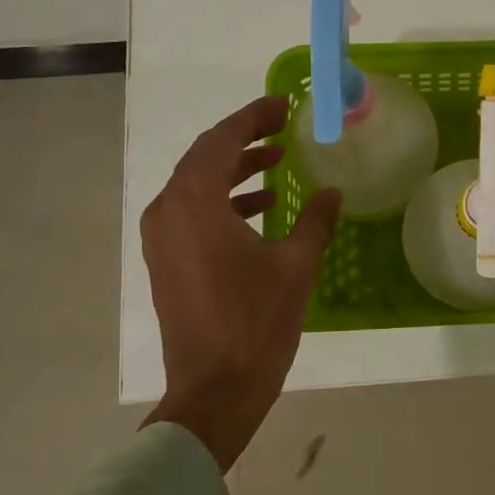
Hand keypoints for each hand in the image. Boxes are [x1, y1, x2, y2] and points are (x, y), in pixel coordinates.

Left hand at [141, 97, 340, 469]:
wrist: (215, 389)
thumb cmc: (255, 322)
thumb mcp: (295, 266)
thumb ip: (314, 221)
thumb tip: (331, 192)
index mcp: (194, 204)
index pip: (220, 141)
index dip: (252, 118)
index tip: (281, 105)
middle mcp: (168, 213)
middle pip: (204, 160)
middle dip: (243, 141)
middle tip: (281, 128)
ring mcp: (163, 240)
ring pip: (197, 188)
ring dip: (235, 172)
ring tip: (276, 164)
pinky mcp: (168, 263)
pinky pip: (193, 215)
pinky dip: (225, 203)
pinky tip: (261, 211)